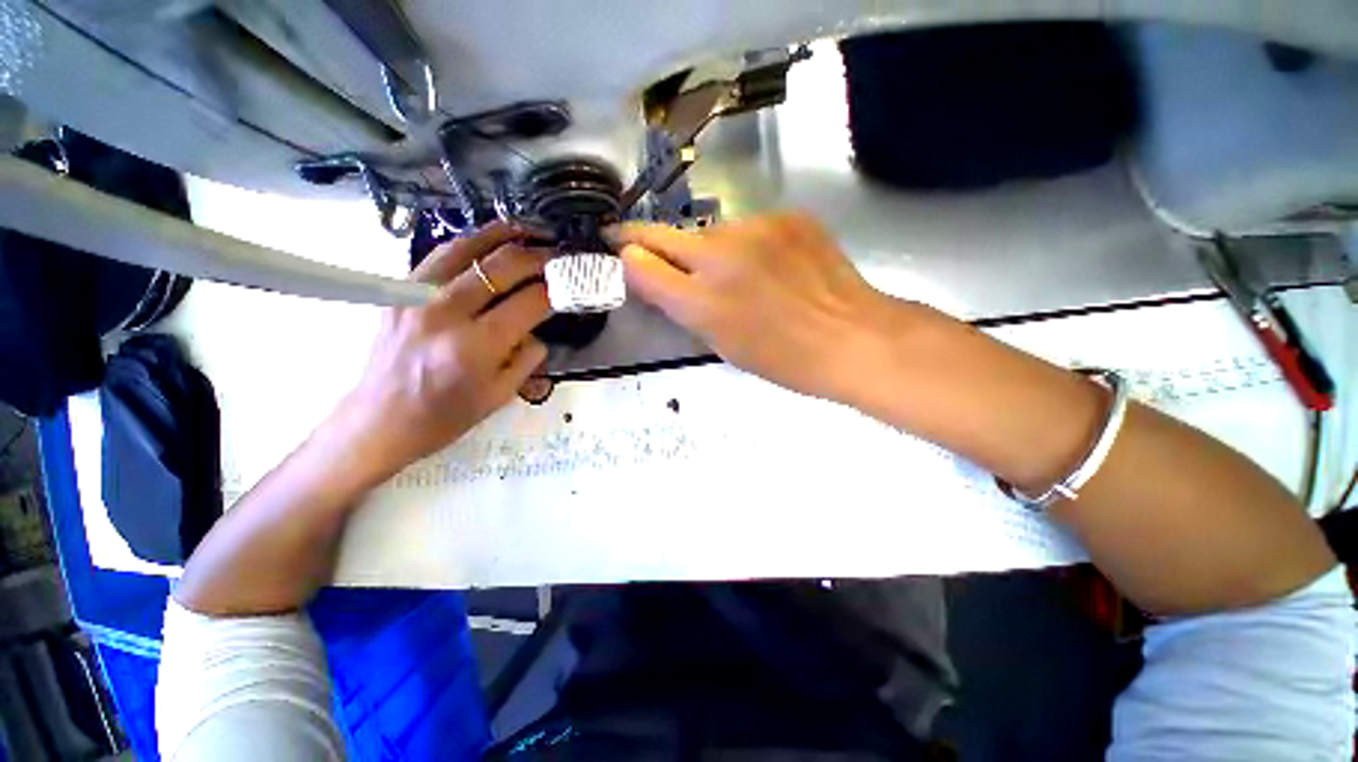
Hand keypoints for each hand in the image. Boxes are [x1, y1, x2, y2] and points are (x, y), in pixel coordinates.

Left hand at [325, 223, 551, 482]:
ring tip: (528, 231)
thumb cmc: (447, 416)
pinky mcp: (399, 291)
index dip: (555, 290)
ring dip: (503, 235)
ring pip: (466, 248)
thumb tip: (537, 327)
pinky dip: (469, 243)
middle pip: (501, 267)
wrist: (381, 420)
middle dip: (538, 256)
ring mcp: (416, 296)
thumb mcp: (502, 394)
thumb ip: (528, 356)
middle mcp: (445, 313)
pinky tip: (488, 242)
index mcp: (476, 347)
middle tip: (558, 253)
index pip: (529, 302)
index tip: (570, 283)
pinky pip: (439, 255)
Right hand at [611, 213, 925, 403]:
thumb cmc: (783, 359)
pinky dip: (747, 244)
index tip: (615, 247)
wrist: (852, 337)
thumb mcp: (721, 344)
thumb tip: (653, 276)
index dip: (625, 254)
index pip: (641, 263)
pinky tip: (769, 265)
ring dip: (708, 249)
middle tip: (642, 245)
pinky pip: (749, 227)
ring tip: (734, 274)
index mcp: (702, 301)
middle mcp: (721, 256)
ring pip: (710, 232)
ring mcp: (757, 228)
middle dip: (649, 241)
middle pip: (666, 235)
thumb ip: (681, 306)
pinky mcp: (787, 216)